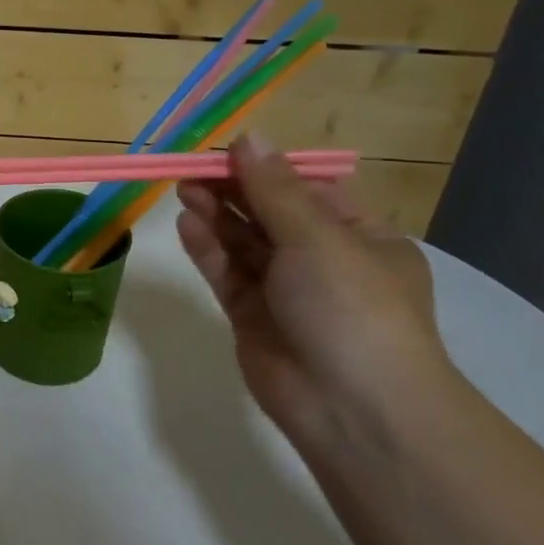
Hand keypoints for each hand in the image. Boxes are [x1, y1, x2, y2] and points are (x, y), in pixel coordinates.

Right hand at [176, 132, 458, 446]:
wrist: (352, 407)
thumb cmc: (352, 307)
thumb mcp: (319, 237)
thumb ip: (274, 190)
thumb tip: (249, 137)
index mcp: (360, 236)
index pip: (308, 190)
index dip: (267, 169)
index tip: (226, 152)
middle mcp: (323, 260)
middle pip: (269, 214)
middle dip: (233, 191)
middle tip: (190, 170)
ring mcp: (285, 291)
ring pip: (244, 244)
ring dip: (216, 216)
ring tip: (183, 190)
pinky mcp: (251, 317)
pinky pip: (227, 274)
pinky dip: (208, 249)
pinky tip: (187, 225)